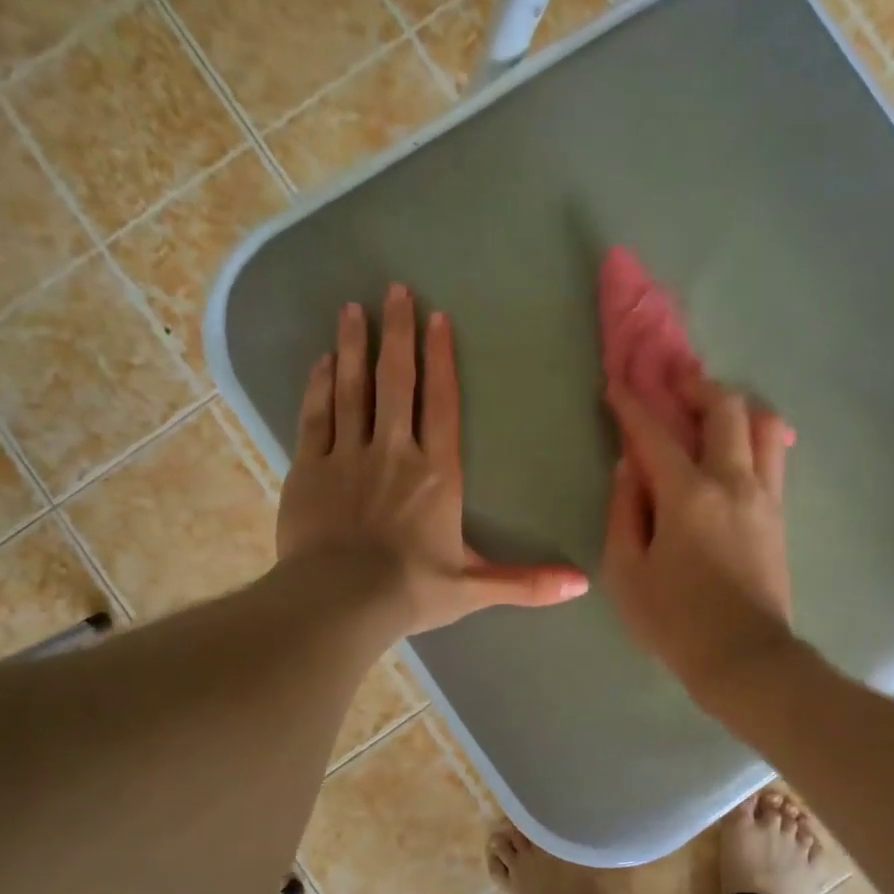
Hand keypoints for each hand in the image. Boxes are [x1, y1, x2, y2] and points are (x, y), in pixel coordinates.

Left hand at [276, 285, 589, 635]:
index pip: (442, 405)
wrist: (340, 602)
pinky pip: (316, 417)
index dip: (441, 359)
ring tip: (352, 309)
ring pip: (353, 390)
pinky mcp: (309, 470)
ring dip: (353, 348)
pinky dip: (319, 387)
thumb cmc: (412, 591)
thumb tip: (583, 585)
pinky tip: (322, 362)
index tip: (437, 318)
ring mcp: (347, 457)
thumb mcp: (476, 588)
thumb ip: (528, 582)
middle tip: (393, 291)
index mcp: (437, 474)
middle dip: (397, 333)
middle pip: (396, 382)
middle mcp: (394, 452)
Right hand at [602, 377, 796, 697]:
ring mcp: (764, 497)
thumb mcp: (627, 572)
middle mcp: (733, 482)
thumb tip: (630, 470)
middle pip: (727, 409)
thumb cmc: (675, 621)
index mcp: (688, 495)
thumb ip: (624, 512)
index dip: (632, 405)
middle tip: (675, 387)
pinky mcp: (779, 516)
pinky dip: (754, 439)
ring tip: (712, 417)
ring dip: (737, 409)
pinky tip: (734, 452)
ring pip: (765, 426)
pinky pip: (773, 458)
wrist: (744, 659)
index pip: (655, 434)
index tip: (617, 385)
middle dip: (698, 387)